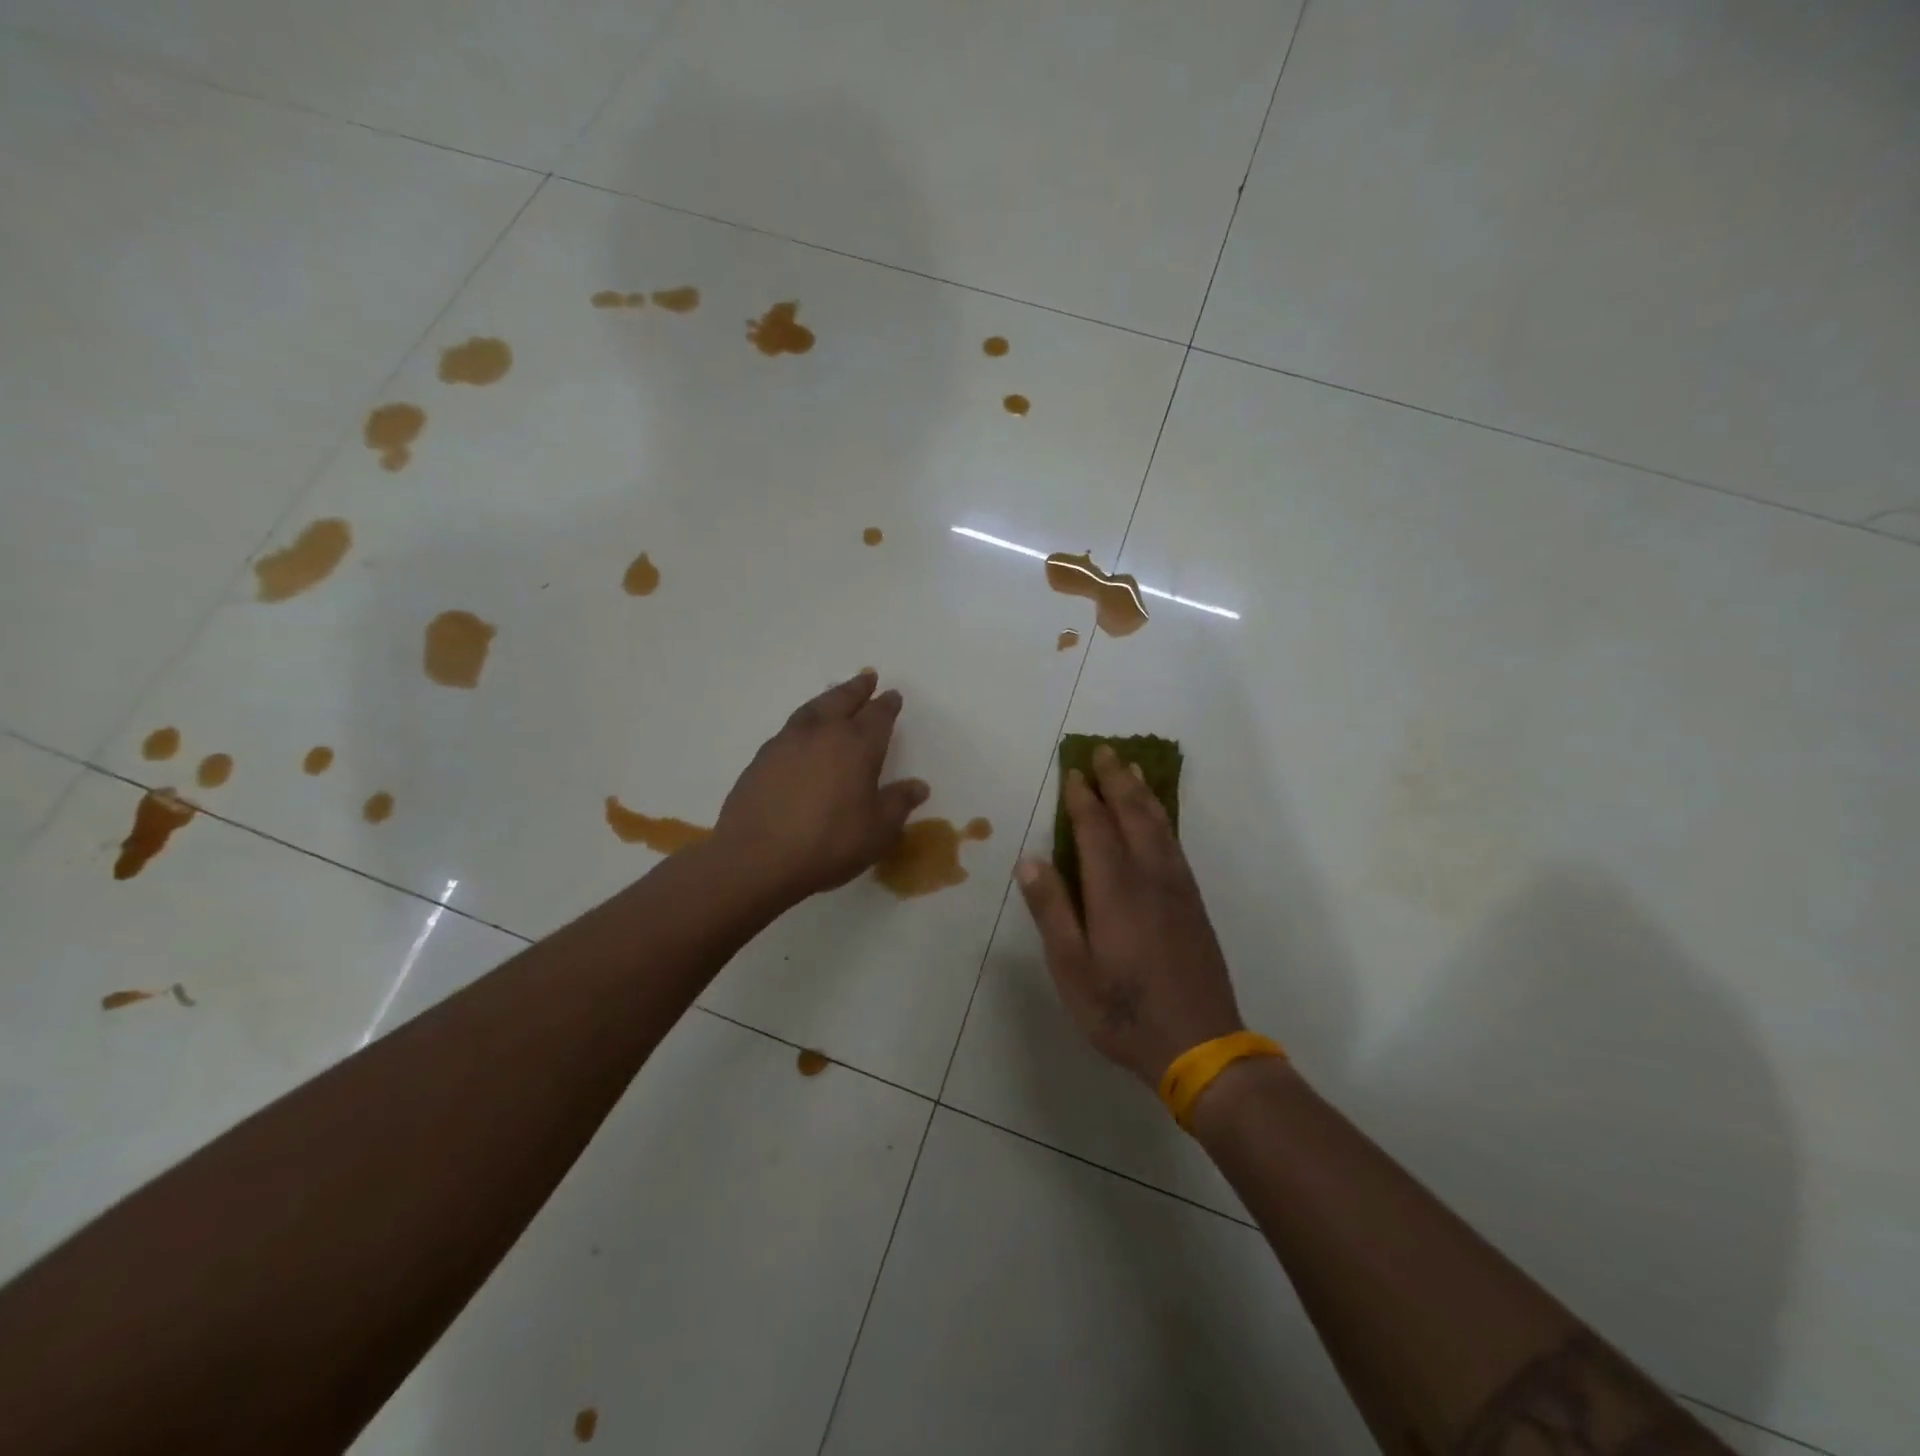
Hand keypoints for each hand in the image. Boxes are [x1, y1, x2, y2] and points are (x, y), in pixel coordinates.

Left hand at [713, 670, 928, 905]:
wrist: (756, 858)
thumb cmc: (829, 844)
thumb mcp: (877, 831)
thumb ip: (898, 803)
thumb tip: (918, 786)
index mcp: (857, 746)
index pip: (878, 716)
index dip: (887, 705)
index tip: (892, 696)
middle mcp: (823, 733)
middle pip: (843, 700)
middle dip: (858, 688)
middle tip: (867, 677)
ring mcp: (787, 742)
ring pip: (813, 708)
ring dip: (828, 698)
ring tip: (835, 695)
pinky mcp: (762, 758)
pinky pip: (791, 727)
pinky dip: (804, 721)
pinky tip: (803, 732)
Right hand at [1016, 744, 1244, 1085]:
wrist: (1199, 1044)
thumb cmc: (1122, 1010)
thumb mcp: (1072, 969)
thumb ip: (1052, 911)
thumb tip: (1031, 861)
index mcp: (1115, 890)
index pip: (1096, 829)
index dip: (1083, 798)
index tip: (1073, 772)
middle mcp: (1150, 878)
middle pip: (1133, 816)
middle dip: (1117, 781)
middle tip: (1106, 751)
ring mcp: (1177, 889)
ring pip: (1160, 826)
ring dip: (1143, 794)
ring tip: (1132, 770)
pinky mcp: (1193, 904)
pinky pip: (1175, 844)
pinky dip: (1163, 819)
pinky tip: (1159, 820)